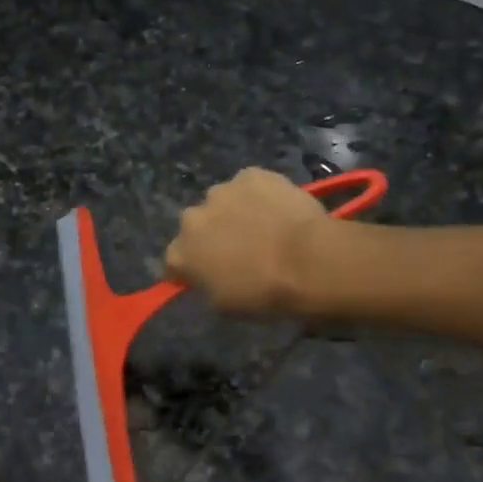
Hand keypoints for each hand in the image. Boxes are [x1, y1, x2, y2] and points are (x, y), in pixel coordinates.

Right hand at [164, 168, 327, 315]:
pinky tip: (278, 209)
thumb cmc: (264, 292)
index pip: (174, 261)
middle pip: (196, 226)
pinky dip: (258, 195)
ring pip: (222, 202)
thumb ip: (205, 287)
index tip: (207, 275)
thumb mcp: (223, 306)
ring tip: (262, 226)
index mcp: (180, 253)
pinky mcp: (251, 175)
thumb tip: (207, 278)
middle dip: (210, 235)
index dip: (190, 269)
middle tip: (239, 249)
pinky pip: (249, 186)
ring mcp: (221, 191)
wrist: (309, 261)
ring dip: (233, 212)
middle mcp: (192, 218)